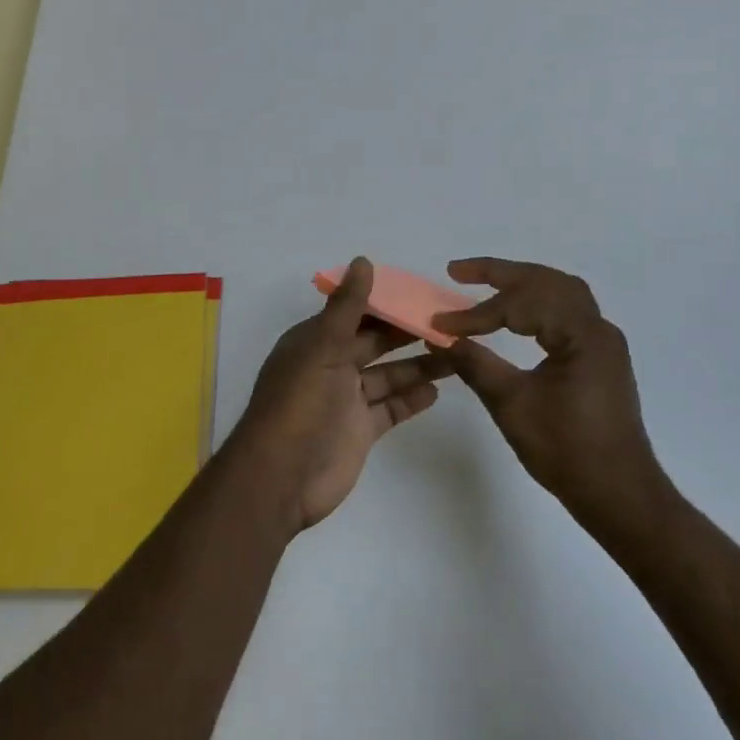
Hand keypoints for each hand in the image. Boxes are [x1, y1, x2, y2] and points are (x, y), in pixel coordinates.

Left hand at [234, 258, 450, 531]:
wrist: (281, 478)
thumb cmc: (299, 404)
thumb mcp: (322, 347)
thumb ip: (347, 308)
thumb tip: (364, 260)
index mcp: (316, 341)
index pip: (356, 313)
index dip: (387, 301)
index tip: (423, 292)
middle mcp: (331, 366)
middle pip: (375, 342)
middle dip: (408, 331)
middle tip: (450, 321)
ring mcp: (346, 400)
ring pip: (388, 375)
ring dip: (418, 364)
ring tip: (457, 352)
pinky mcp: (360, 431)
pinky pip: (390, 408)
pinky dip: (411, 398)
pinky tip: (438, 389)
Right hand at [434, 258, 672, 529]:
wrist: (619, 495)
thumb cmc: (567, 452)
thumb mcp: (512, 406)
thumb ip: (475, 364)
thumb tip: (439, 337)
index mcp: (582, 336)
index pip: (522, 306)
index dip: (477, 313)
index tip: (441, 324)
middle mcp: (598, 328)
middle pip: (546, 281)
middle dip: (500, 273)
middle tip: (457, 271)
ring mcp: (602, 341)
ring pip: (559, 291)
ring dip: (521, 282)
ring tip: (483, 282)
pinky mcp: (599, 356)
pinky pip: (567, 311)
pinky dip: (536, 302)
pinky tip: (514, 313)